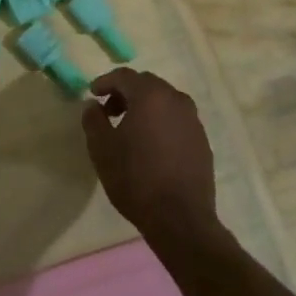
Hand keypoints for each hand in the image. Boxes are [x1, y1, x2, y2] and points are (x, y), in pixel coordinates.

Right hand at [81, 68, 220, 245]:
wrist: (180, 219)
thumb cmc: (135, 178)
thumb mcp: (102, 148)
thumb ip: (93, 120)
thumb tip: (93, 106)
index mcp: (150, 96)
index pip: (124, 76)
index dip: (105, 82)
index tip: (93, 95)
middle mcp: (176, 100)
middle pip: (147, 85)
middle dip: (126, 93)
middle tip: (109, 111)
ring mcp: (193, 121)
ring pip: (165, 101)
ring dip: (146, 107)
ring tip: (130, 129)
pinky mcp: (202, 141)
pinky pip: (177, 120)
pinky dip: (162, 122)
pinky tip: (152, 146)